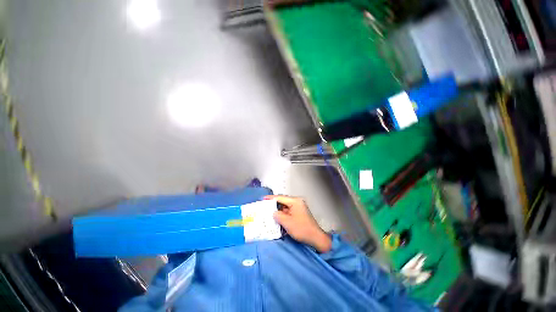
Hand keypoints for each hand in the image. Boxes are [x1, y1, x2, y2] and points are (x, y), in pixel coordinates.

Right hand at [264, 195, 331, 252]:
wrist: (315, 237)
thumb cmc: (302, 229)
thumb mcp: (287, 223)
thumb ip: (278, 215)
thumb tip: (273, 213)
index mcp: (295, 201)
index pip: (281, 197)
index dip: (271, 198)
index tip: (263, 199)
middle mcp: (297, 202)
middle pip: (283, 201)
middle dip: (274, 204)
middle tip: (265, 207)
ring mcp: (299, 207)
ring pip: (285, 207)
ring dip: (278, 210)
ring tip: (269, 213)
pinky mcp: (299, 213)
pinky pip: (289, 211)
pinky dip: (283, 214)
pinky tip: (278, 218)